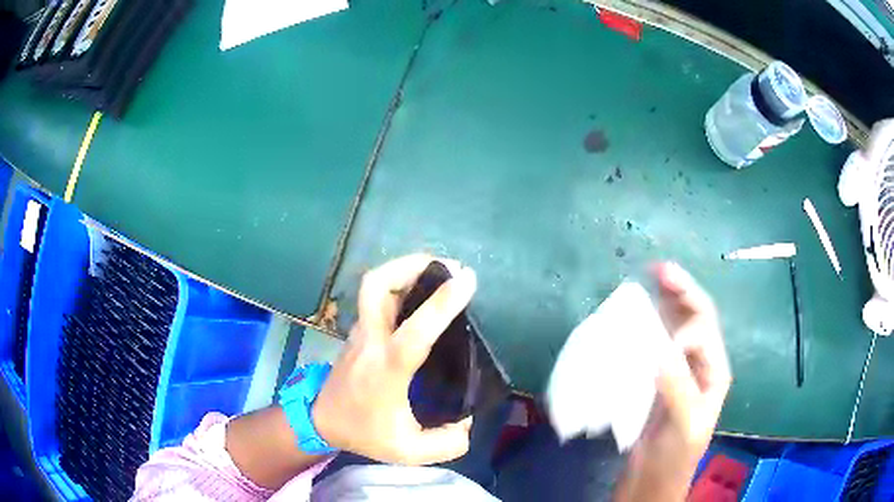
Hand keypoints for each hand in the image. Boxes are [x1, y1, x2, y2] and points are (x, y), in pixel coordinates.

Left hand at [312, 254, 477, 464]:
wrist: (322, 421)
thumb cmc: (364, 433)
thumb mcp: (409, 451)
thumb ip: (446, 443)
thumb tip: (469, 421)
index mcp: (386, 371)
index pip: (413, 333)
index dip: (440, 305)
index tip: (468, 280)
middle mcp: (371, 342)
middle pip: (376, 288)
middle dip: (412, 266)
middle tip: (449, 267)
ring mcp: (362, 332)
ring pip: (374, 285)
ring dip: (406, 268)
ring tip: (439, 270)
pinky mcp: (360, 330)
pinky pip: (377, 296)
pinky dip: (400, 282)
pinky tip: (421, 289)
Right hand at [616, 263, 731, 500]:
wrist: (654, 479)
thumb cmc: (676, 454)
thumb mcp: (685, 422)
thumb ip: (677, 384)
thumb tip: (659, 345)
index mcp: (714, 370)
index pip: (704, 330)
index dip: (684, 319)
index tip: (658, 327)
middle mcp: (699, 363)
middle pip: (693, 318)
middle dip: (680, 290)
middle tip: (658, 269)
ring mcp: (677, 370)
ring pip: (674, 327)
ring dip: (663, 302)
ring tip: (649, 280)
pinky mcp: (656, 379)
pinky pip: (654, 344)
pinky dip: (646, 326)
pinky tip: (635, 317)